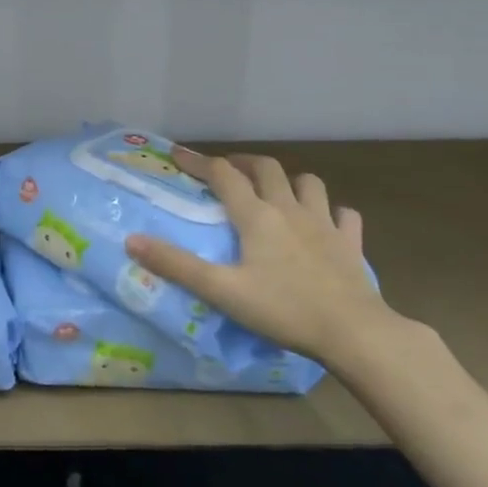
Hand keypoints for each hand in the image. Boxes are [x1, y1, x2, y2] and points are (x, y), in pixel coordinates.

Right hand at [124, 149, 401, 368]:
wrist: (355, 333)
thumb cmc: (284, 310)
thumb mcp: (221, 290)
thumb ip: (176, 265)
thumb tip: (132, 241)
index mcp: (256, 216)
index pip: (222, 174)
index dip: (197, 161)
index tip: (177, 153)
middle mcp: (290, 209)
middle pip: (266, 168)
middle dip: (243, 162)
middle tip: (227, 170)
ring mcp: (325, 225)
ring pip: (308, 183)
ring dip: (288, 180)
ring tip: (275, 190)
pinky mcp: (351, 245)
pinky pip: (345, 216)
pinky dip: (333, 212)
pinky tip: (326, 222)